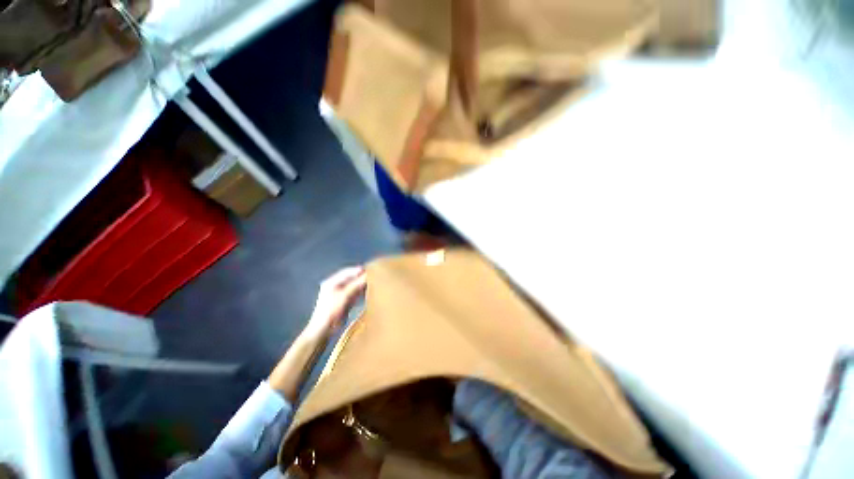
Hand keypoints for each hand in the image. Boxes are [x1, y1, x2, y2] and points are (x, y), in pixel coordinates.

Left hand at [302, 266, 366, 340]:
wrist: (323, 329)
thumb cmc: (331, 310)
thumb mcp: (344, 296)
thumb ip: (356, 285)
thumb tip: (367, 276)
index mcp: (332, 282)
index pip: (347, 272)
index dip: (358, 271)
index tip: (369, 270)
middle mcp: (335, 286)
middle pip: (351, 278)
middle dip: (361, 277)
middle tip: (373, 276)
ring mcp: (340, 294)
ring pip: (354, 286)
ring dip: (362, 285)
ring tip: (373, 283)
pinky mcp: (344, 301)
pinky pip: (354, 293)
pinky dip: (361, 292)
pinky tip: (368, 291)